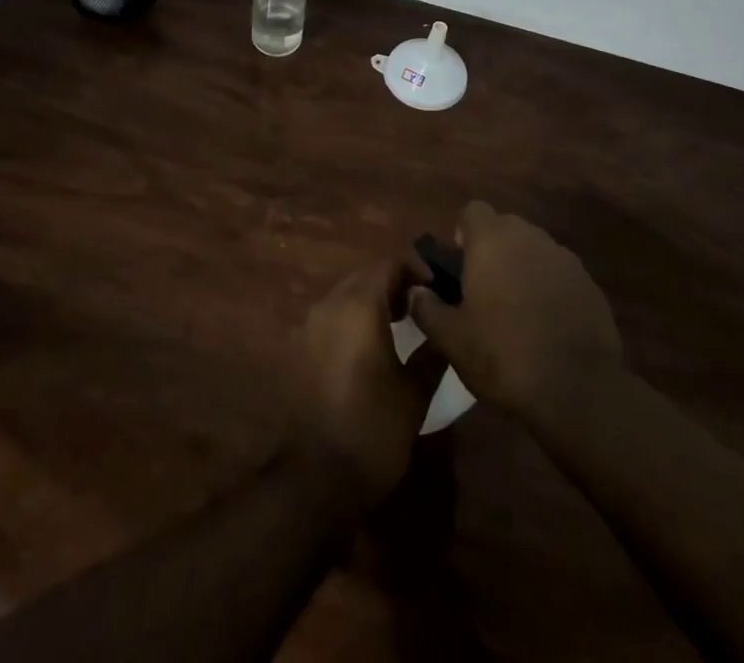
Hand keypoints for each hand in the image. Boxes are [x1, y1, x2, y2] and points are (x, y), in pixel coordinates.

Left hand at [291, 260, 447, 503]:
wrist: (315, 479)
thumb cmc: (373, 430)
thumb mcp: (415, 392)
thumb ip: (432, 348)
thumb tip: (443, 322)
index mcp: (359, 305)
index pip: (390, 264)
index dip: (418, 270)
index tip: (440, 290)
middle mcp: (329, 304)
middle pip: (366, 275)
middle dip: (396, 284)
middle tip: (424, 307)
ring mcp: (310, 325)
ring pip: (347, 295)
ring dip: (374, 301)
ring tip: (402, 326)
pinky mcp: (300, 348)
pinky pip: (332, 317)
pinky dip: (354, 320)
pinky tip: (372, 348)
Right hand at [407, 201, 622, 426]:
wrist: (577, 388)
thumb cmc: (503, 355)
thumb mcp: (451, 339)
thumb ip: (427, 308)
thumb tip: (416, 292)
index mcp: (492, 240)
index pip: (473, 210)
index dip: (464, 233)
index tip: (461, 266)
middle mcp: (529, 237)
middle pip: (505, 227)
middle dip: (494, 250)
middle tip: (484, 290)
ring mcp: (563, 257)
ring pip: (534, 249)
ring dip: (522, 268)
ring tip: (516, 310)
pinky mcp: (588, 283)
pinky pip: (559, 273)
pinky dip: (549, 288)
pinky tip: (547, 324)